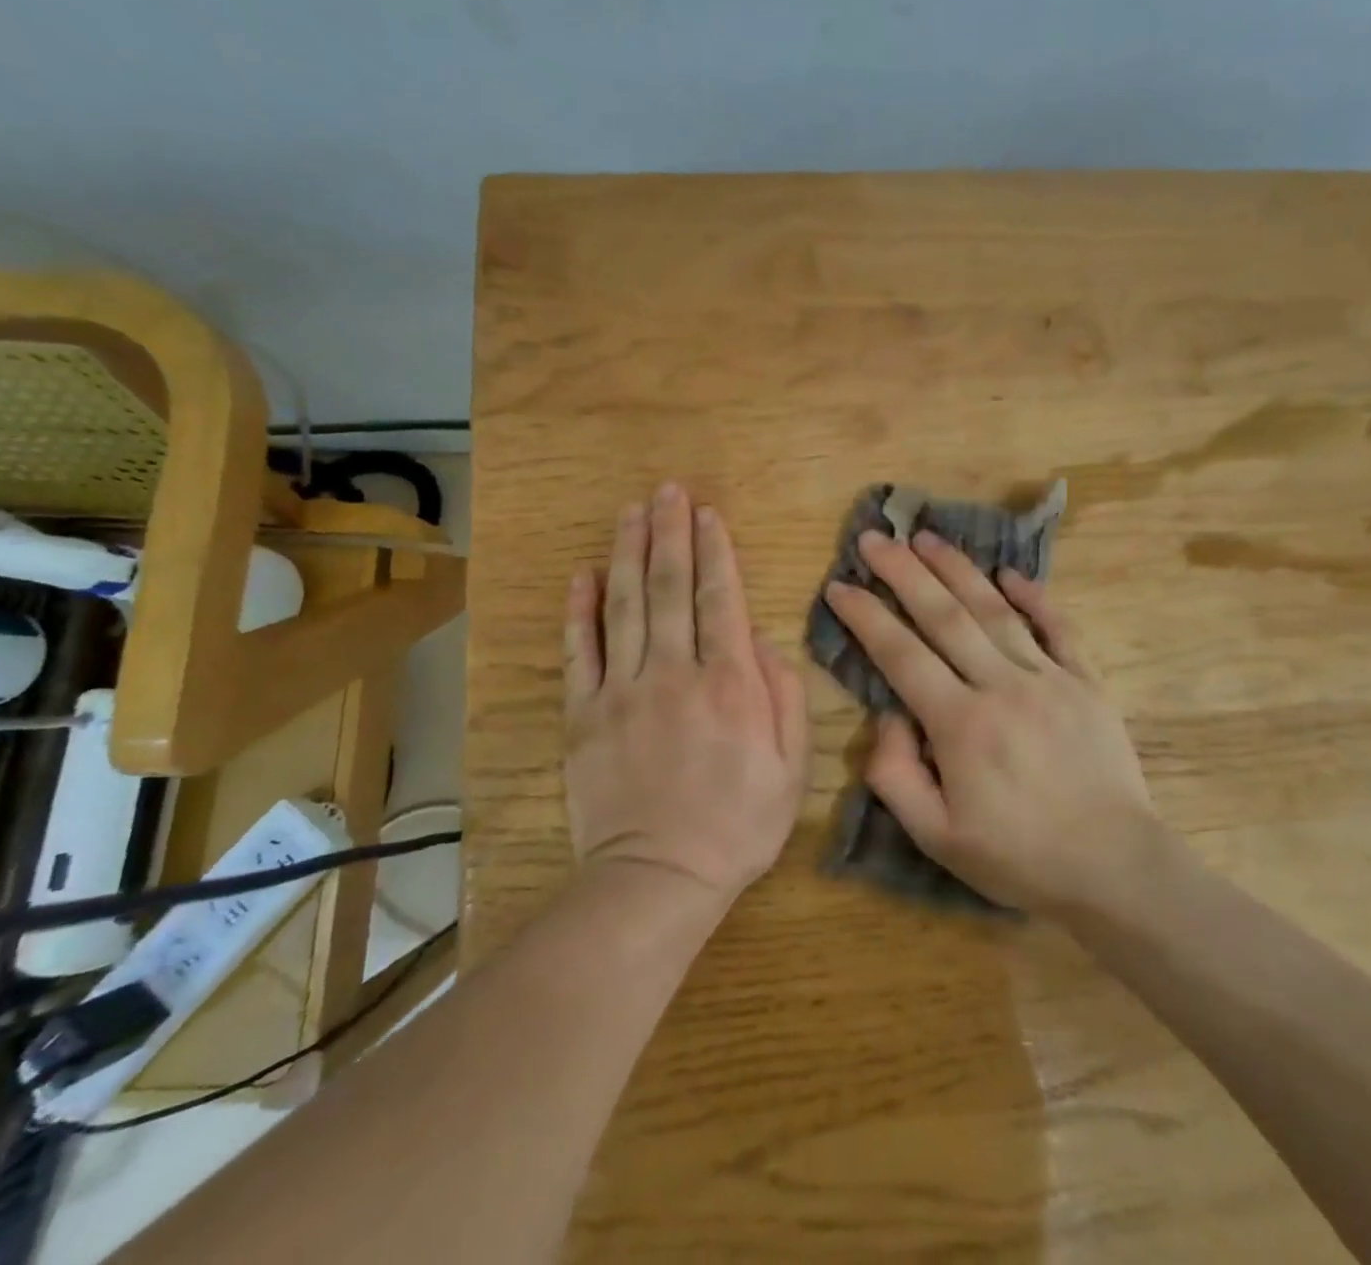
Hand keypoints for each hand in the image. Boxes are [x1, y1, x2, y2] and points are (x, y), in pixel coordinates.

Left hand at [562, 483, 809, 900]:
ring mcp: (622, 691)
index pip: (719, 599)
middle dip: (670, 533)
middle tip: (668, 490)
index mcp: (729, 684)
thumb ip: (784, 698)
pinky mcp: (583, 715)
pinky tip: (584, 573)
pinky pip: (579, 651)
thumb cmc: (736, 826)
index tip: (708, 513)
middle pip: (669, 587)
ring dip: (628, 552)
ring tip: (632, 511)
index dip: (714, 551)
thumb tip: (762, 642)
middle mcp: (674, 673)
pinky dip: (580, 609)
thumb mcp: (790, 769)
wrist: (657, 881)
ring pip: (624, 605)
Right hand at [825, 529, 1160, 912]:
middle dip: (904, 572)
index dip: (865, 616)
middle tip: (875, 538)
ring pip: (995, 610)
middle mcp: (1001, 686)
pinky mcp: (1087, 682)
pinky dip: (1034, 597)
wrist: (1115, 869)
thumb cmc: (1019, 858)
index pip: (900, 654)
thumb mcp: (936, 837)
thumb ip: (896, 775)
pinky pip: (1058, 628)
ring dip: (958, 569)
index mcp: (960, 724)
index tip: (839, 585)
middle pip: (944, 616)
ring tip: (927, 537)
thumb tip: (888, 717)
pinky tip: (1010, 574)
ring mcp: (1049, 678)